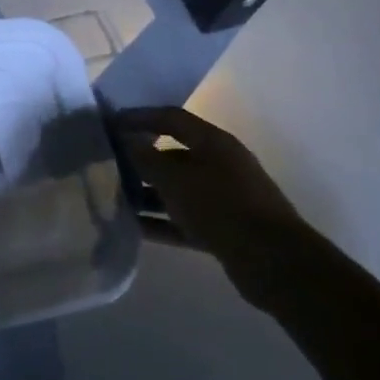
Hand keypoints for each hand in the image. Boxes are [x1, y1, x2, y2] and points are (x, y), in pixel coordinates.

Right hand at [113, 107, 308, 307]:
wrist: (273, 262)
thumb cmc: (221, 206)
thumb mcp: (175, 179)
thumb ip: (146, 158)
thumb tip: (125, 142)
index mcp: (213, 142)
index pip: (171, 119)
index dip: (140, 117)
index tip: (110, 124)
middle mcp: (220, 165)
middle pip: (172, 155)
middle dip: (140, 159)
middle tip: (106, 165)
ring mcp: (223, 199)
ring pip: (176, 190)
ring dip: (146, 193)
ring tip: (113, 198)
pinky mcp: (223, 230)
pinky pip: (183, 219)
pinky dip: (160, 221)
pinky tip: (132, 227)